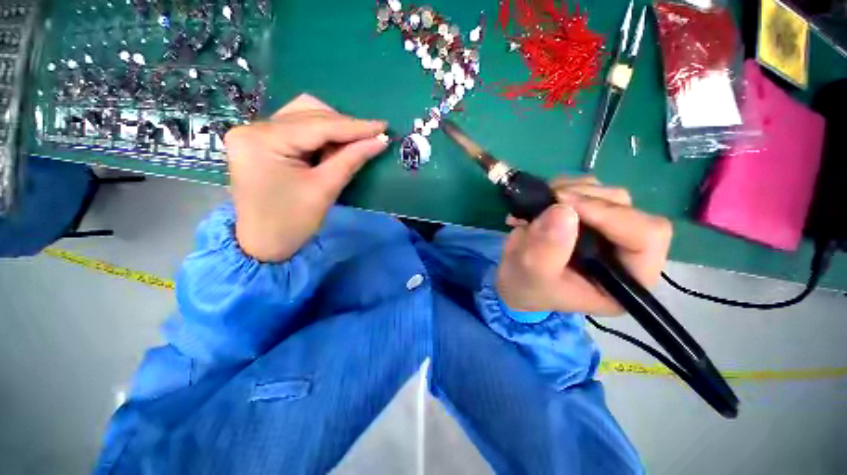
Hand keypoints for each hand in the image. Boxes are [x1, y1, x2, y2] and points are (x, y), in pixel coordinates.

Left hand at [225, 94, 387, 261]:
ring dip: (333, 127)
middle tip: (372, 137)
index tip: (383, 126)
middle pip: (309, 113)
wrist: (263, 244)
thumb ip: (352, 159)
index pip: (318, 125)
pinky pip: (297, 127)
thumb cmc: (292, 222)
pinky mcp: (260, 141)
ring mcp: (254, 132)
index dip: (355, 126)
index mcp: (263, 140)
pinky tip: (334, 146)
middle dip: (344, 126)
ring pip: (303, 115)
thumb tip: (380, 140)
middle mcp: (253, 127)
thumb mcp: (325, 189)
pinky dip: (320, 135)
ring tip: (353, 143)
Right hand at [496, 177, 672, 315]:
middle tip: (546, 202)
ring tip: (538, 206)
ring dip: (570, 192)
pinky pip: (588, 187)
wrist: (515, 278)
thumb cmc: (527, 286)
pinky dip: (563, 187)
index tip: (563, 205)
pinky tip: (543, 202)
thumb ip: (547, 250)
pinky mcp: (591, 215)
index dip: (609, 215)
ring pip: (607, 194)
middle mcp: (626, 251)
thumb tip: (563, 209)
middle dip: (583, 201)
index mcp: (627, 279)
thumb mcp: (533, 274)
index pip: (647, 237)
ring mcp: (610, 229)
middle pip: (626, 209)